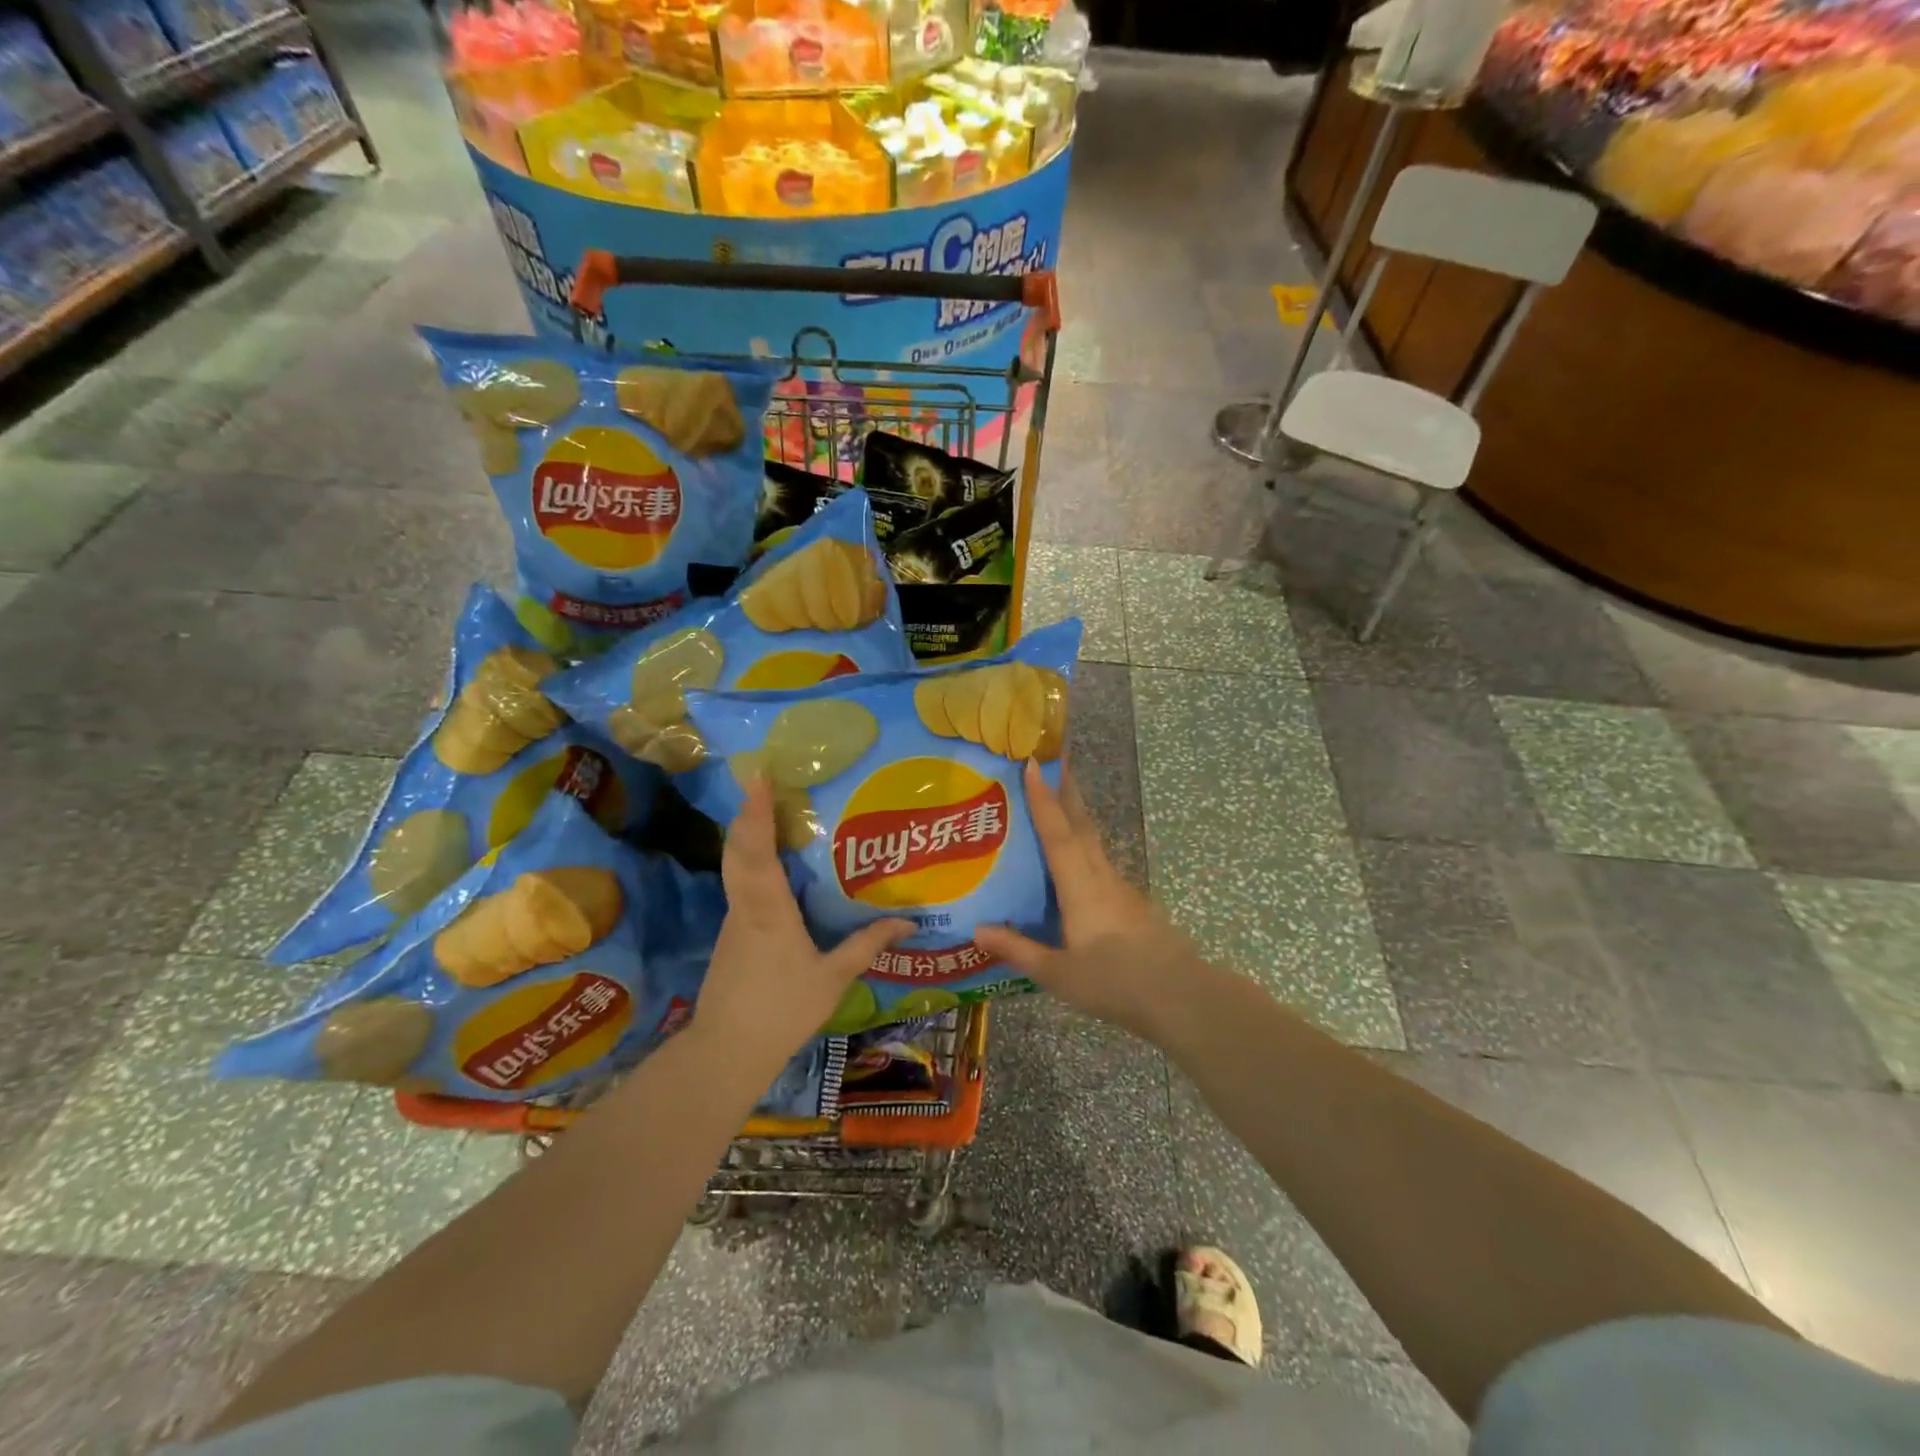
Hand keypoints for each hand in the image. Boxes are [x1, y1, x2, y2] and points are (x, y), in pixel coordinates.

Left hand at [696, 776, 910, 1068]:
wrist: (727, 1050)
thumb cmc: (783, 1009)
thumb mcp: (833, 977)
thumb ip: (868, 944)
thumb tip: (908, 922)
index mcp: (769, 910)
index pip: (758, 851)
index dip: (756, 813)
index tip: (758, 778)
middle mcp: (745, 906)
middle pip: (738, 850)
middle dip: (747, 815)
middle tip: (762, 785)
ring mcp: (733, 920)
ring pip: (736, 868)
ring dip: (748, 838)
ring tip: (771, 815)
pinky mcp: (730, 935)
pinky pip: (741, 888)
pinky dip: (751, 865)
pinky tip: (773, 870)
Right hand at [974, 762, 1200, 1039]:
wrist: (1182, 997)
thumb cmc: (1116, 983)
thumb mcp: (1058, 974)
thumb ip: (1018, 949)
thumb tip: (976, 928)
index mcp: (1081, 888)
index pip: (1058, 833)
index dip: (1043, 798)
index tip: (1033, 763)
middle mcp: (1102, 877)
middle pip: (1082, 824)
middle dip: (1066, 790)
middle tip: (1050, 761)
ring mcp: (1121, 889)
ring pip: (1094, 841)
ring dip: (1076, 814)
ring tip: (1056, 801)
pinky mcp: (1133, 903)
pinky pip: (1101, 862)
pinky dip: (1085, 846)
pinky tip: (1077, 861)